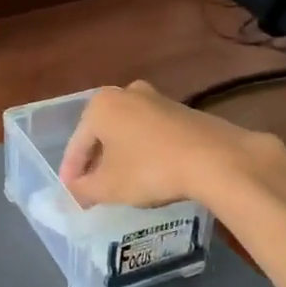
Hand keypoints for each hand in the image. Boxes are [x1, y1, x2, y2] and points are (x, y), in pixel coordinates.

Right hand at [58, 81, 276, 208]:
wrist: (215, 159)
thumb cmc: (149, 169)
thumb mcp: (108, 187)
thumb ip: (83, 190)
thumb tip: (73, 193)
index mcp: (100, 105)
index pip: (77, 144)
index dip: (72, 172)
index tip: (70, 193)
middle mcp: (125, 93)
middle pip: (102, 134)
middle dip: (96, 161)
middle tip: (93, 187)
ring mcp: (157, 98)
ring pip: (127, 131)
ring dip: (121, 155)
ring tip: (121, 183)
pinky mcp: (182, 110)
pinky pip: (151, 133)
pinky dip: (144, 151)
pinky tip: (150, 172)